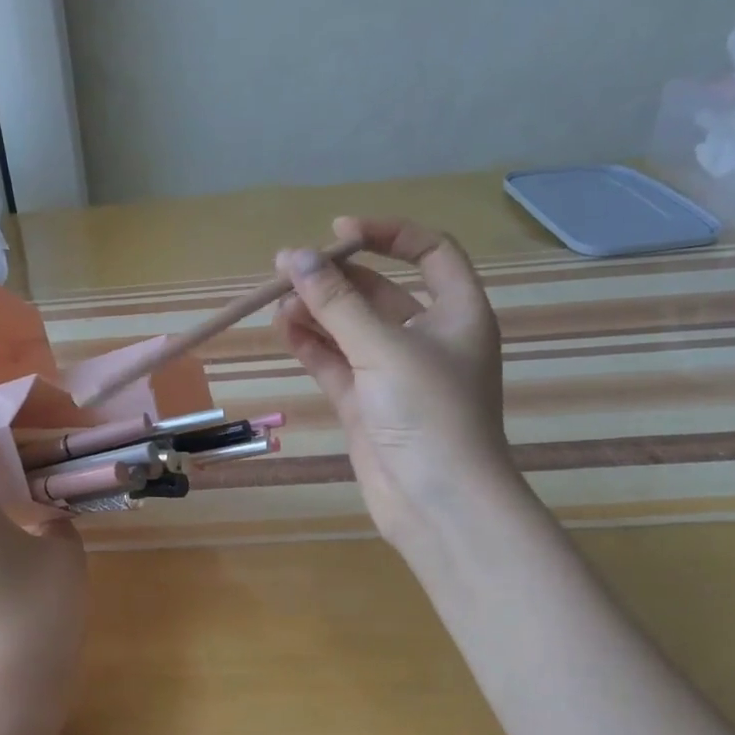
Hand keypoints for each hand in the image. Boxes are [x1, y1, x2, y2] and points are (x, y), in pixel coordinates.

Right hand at [273, 216, 519, 558]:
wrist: (436, 502)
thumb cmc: (429, 415)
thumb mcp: (383, 349)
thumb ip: (336, 303)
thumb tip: (293, 257)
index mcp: (456, 313)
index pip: (429, 252)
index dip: (387, 235)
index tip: (339, 233)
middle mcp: (426, 338)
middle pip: (378, 291)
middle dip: (335, 278)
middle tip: (285, 270)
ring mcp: (392, 373)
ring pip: (350, 329)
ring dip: (316, 313)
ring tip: (278, 305)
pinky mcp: (365, 404)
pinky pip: (334, 363)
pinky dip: (311, 346)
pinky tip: (283, 331)